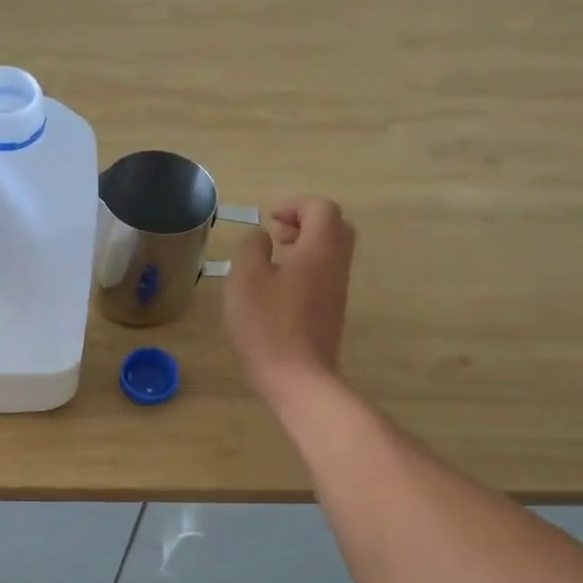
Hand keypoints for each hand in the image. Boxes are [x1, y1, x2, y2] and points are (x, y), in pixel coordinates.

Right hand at [223, 196, 355, 403]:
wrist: (298, 378)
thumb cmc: (267, 325)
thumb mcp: (245, 278)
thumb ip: (251, 248)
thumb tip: (261, 237)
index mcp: (319, 249)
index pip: (321, 208)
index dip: (295, 205)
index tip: (269, 217)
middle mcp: (336, 265)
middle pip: (335, 227)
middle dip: (306, 222)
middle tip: (277, 233)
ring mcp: (337, 291)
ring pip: (331, 253)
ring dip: (305, 246)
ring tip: (272, 260)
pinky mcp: (331, 313)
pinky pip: (324, 276)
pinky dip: (305, 268)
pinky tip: (277, 289)